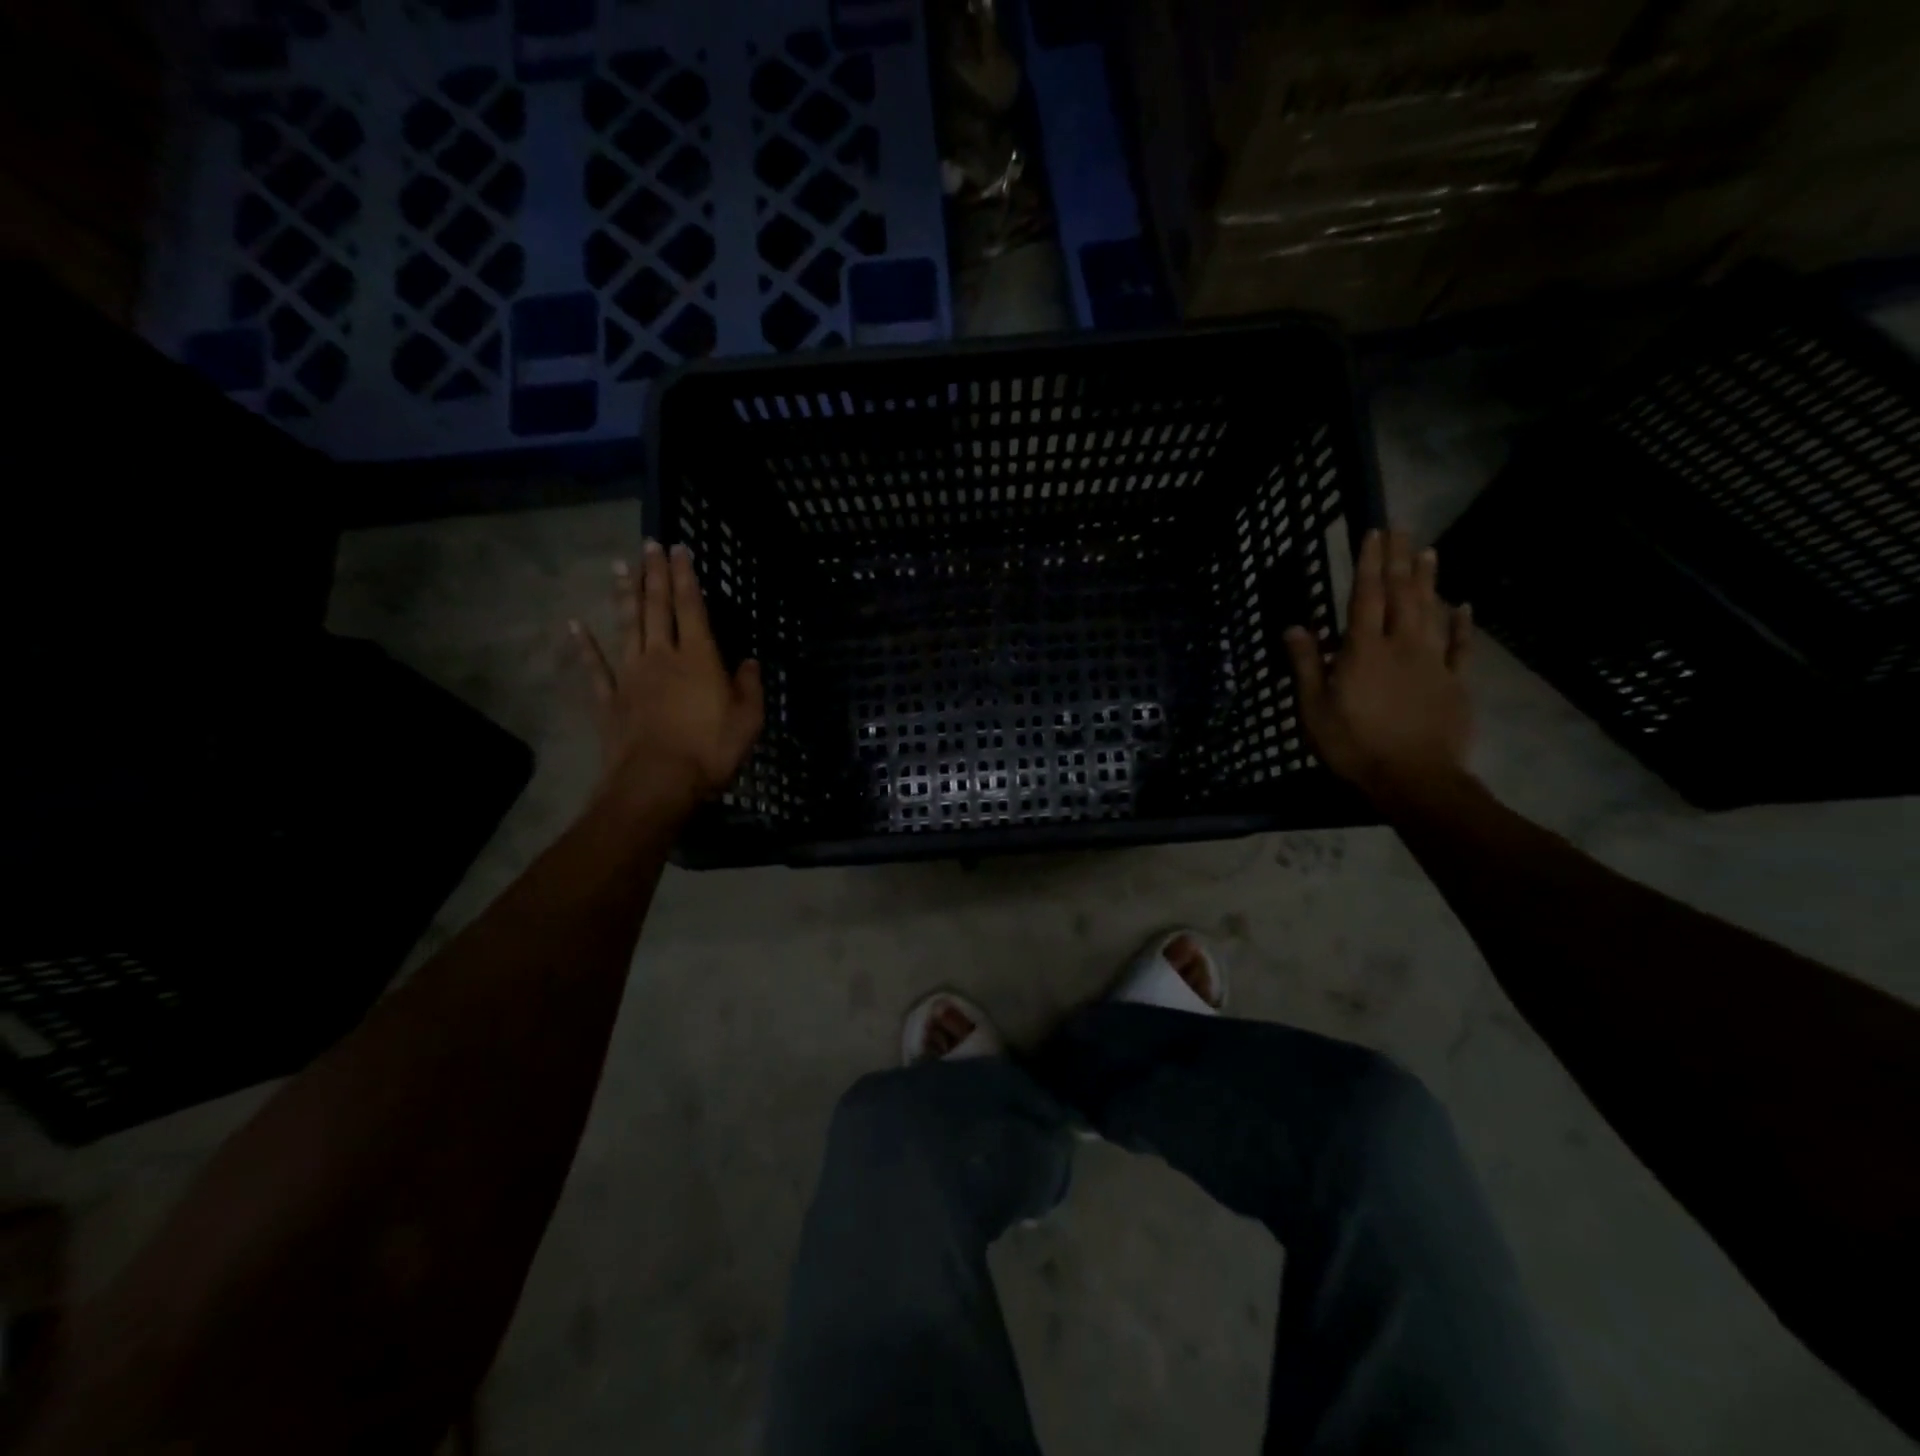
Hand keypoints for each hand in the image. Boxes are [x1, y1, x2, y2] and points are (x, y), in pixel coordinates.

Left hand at [571, 540, 763, 819]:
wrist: (658, 783)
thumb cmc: (711, 750)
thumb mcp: (749, 720)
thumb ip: (750, 686)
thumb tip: (750, 662)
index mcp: (699, 658)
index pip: (692, 608)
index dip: (686, 577)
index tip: (679, 549)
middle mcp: (662, 657)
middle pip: (657, 608)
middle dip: (654, 574)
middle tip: (649, 545)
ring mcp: (631, 676)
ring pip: (627, 627)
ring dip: (624, 596)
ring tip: (620, 567)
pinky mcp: (610, 700)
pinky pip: (594, 668)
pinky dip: (584, 646)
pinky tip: (574, 625)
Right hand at [1284, 528, 1473, 803]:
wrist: (1415, 778)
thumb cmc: (1354, 745)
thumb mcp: (1314, 709)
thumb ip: (1306, 665)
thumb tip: (1295, 626)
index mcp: (1363, 651)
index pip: (1365, 597)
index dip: (1368, 564)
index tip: (1372, 533)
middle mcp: (1400, 646)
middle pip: (1401, 595)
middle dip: (1399, 560)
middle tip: (1402, 530)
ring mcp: (1432, 662)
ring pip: (1431, 612)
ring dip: (1428, 580)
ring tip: (1428, 552)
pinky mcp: (1454, 682)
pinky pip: (1459, 646)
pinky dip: (1461, 624)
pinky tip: (1463, 606)